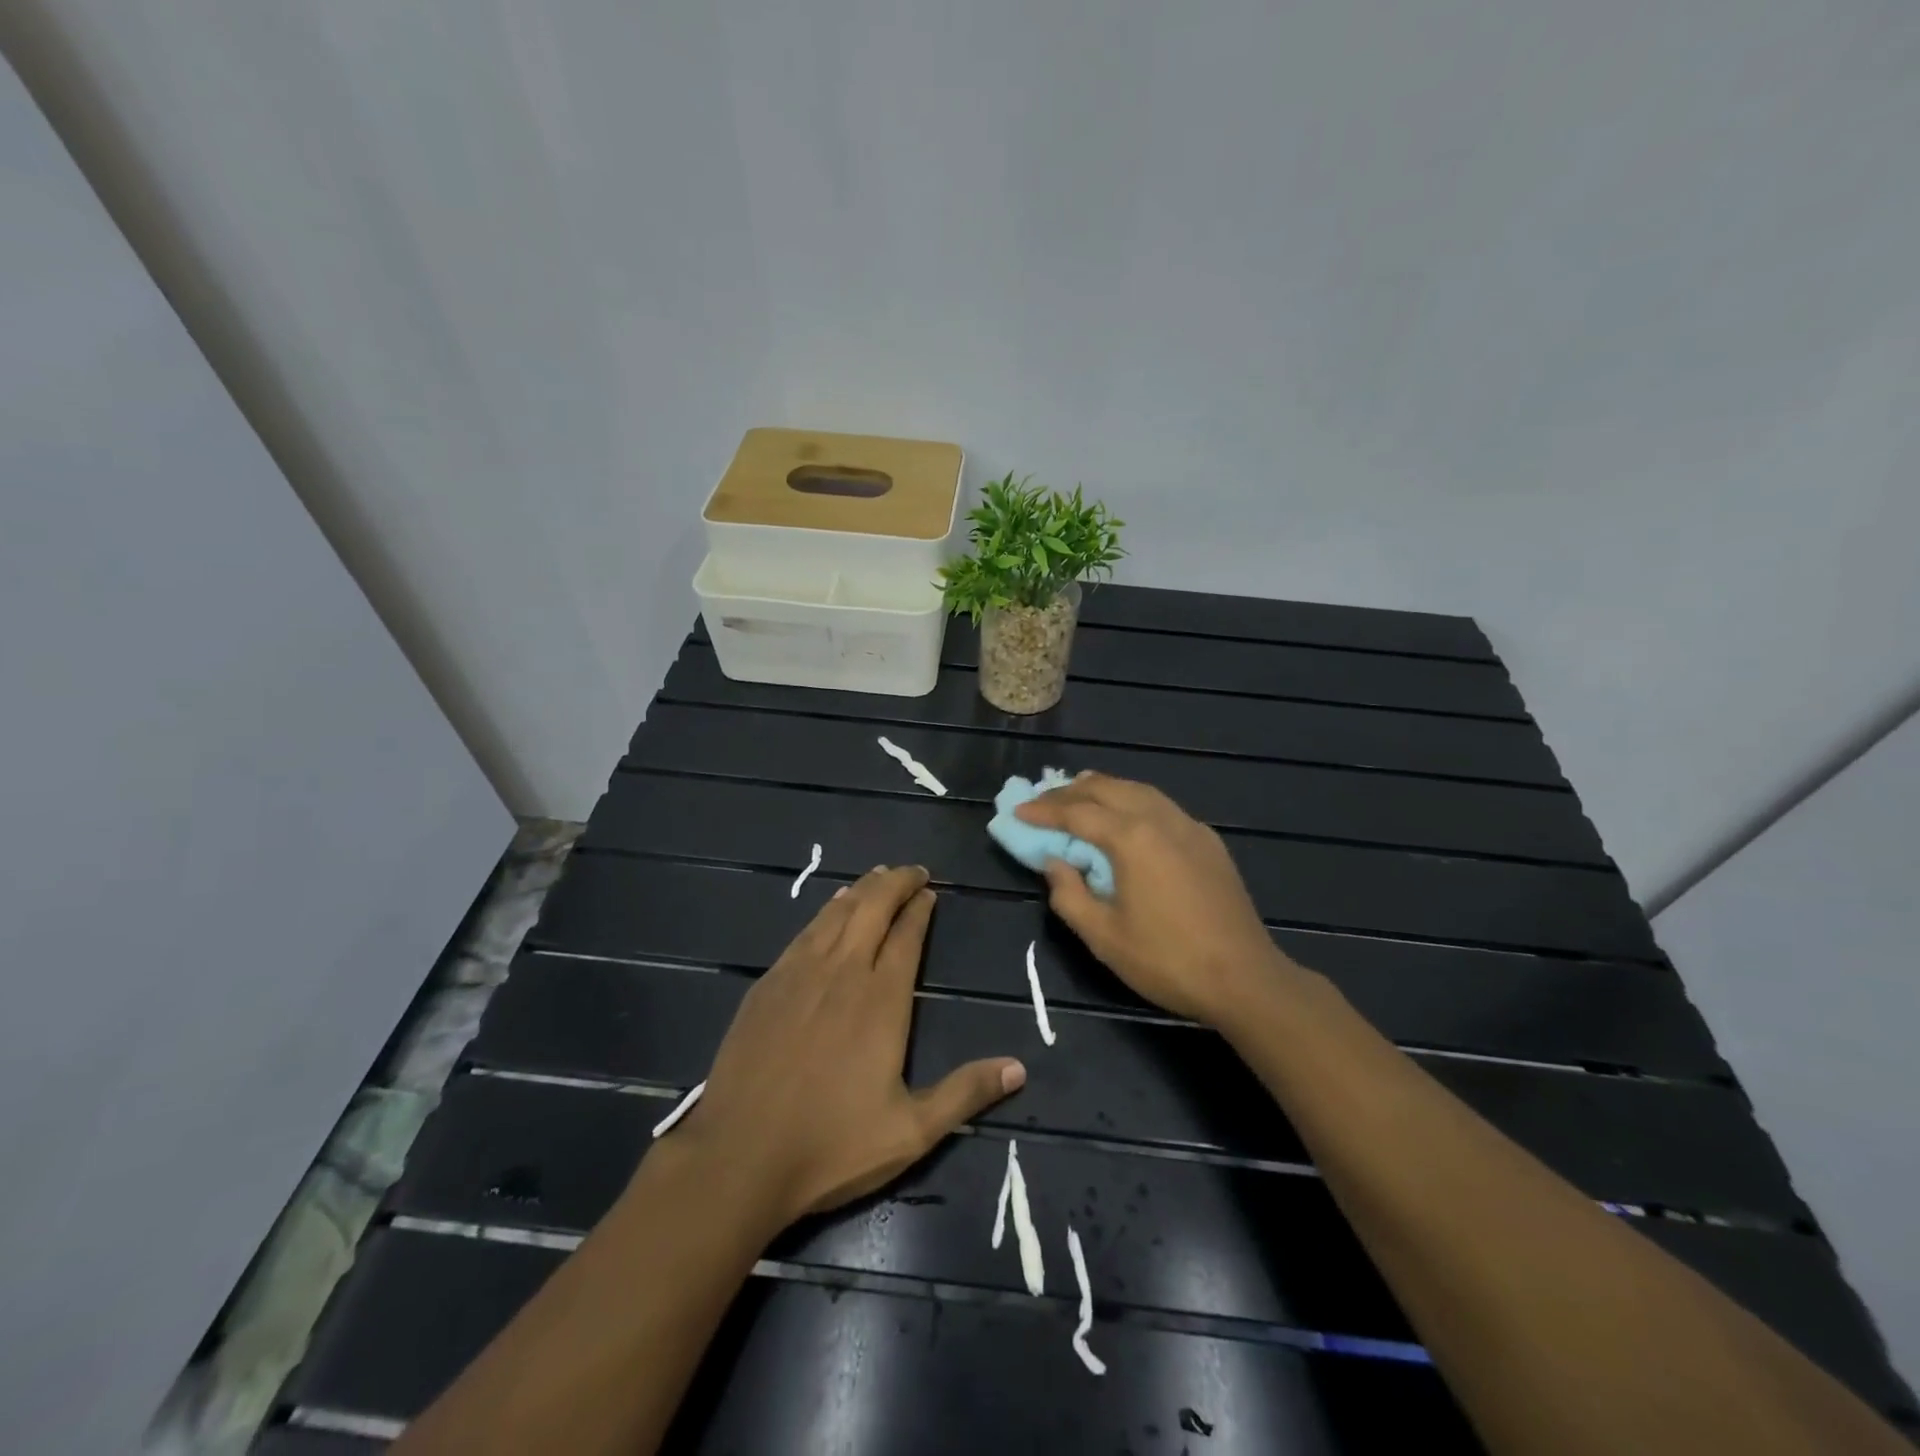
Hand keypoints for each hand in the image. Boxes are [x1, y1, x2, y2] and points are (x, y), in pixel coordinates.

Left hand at [663, 865, 1025, 1230]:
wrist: (738, 1156)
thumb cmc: (830, 1145)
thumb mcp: (911, 1132)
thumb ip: (965, 1094)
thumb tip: (1019, 1068)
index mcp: (881, 999)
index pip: (906, 936)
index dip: (920, 908)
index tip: (930, 891)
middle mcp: (843, 972)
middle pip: (872, 908)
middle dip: (895, 883)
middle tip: (913, 871)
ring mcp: (800, 973)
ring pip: (837, 913)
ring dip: (862, 889)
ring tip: (878, 876)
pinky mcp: (767, 984)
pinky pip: (805, 931)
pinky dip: (825, 910)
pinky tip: (831, 907)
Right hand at [1016, 773, 1298, 1026]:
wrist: (1245, 978)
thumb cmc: (1167, 960)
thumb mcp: (1103, 937)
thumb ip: (1069, 894)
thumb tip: (1055, 863)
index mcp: (1132, 838)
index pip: (1077, 813)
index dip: (1044, 811)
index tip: (1019, 811)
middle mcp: (1161, 819)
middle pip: (1109, 789)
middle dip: (1071, 791)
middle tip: (1044, 799)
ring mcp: (1190, 827)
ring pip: (1139, 790)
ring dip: (1104, 788)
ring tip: (1079, 792)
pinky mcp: (1208, 841)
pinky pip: (1162, 805)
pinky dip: (1134, 800)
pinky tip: (1128, 815)